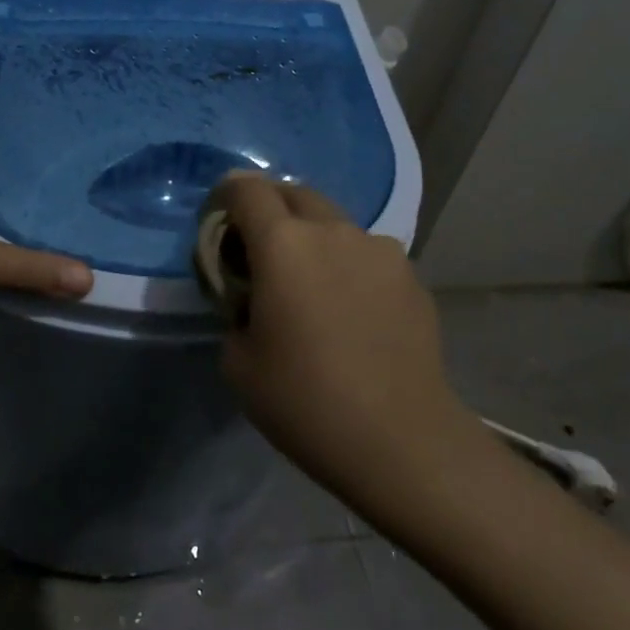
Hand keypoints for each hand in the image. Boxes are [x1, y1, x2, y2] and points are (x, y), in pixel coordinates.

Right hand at [215, 173, 462, 499]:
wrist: (401, 439)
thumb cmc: (305, 401)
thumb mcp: (238, 362)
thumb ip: (235, 311)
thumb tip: (251, 298)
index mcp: (282, 244)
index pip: (247, 189)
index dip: (227, 195)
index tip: (219, 221)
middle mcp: (332, 231)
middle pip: (294, 194)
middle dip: (271, 209)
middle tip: (260, 249)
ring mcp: (379, 249)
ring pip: (335, 224)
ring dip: (314, 239)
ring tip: (312, 285)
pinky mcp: (411, 275)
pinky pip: (368, 255)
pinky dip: (349, 266)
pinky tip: (352, 311)